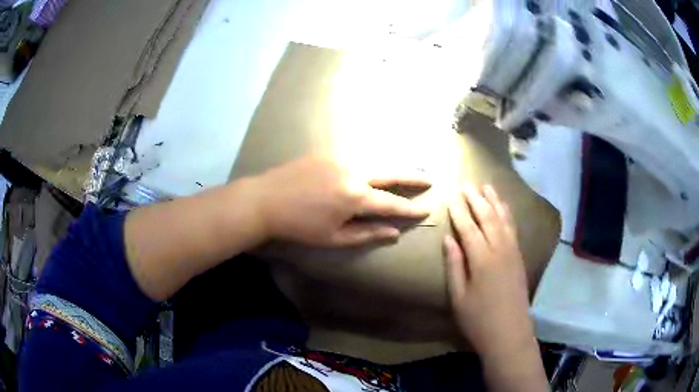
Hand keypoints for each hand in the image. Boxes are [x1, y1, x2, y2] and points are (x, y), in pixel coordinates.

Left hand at [251, 157, 430, 246]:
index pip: (392, 203)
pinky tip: (376, 167)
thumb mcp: (334, 237)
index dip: (411, 208)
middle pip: (391, 172)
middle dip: (413, 176)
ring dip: (394, 167)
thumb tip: (394, 233)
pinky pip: (357, 156)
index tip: (427, 209)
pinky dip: (372, 163)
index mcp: (355, 196)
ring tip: (408, 172)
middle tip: (429, 179)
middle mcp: (354, 171)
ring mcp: (340, 158)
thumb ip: (367, 234)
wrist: (265, 200)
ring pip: (375, 161)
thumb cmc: (299, 226)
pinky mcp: (328, 152)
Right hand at [443, 184, 534, 357]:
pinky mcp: (519, 258)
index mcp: (482, 260)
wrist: (509, 333)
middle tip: (467, 185)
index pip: (469, 228)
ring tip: (487, 187)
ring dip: (495, 202)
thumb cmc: (478, 320)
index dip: (459, 212)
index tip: (452, 197)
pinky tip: (504, 209)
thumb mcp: (458, 297)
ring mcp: (513, 252)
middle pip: (488, 218)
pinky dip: (507, 214)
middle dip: (477, 200)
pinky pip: (513, 229)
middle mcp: (500, 250)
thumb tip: (448, 239)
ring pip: (503, 219)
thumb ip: (454, 266)